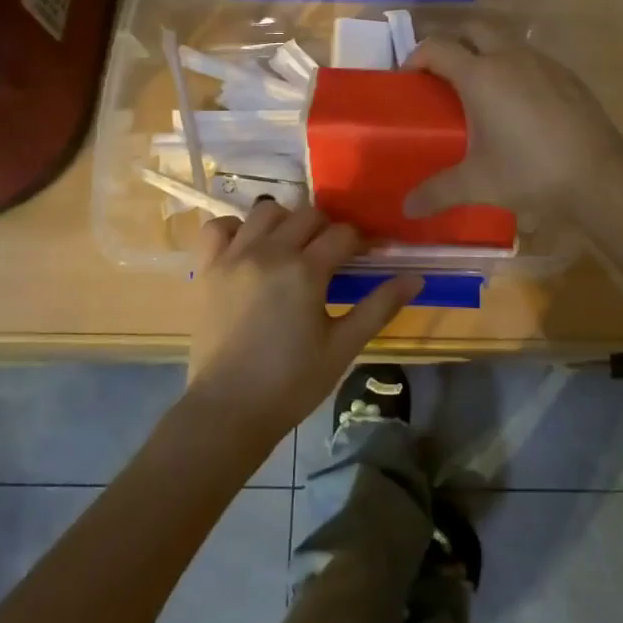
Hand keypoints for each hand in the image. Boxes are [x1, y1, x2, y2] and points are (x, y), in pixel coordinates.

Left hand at [185, 201, 422, 441]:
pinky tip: (248, 246)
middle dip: (326, 228)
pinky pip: (218, 227)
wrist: (228, 411)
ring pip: (265, 211)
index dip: (360, 242)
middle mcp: (269, 252)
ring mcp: (233, 257)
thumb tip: (415, 278)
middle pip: (307, 215)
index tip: (366, 256)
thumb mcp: (343, 347)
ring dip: (285, 221)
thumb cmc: (292, 383)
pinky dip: (236, 229)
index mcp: (305, 270)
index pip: (343, 234)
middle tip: (331, 256)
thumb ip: (379, 307)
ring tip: (291, 247)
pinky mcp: (206, 269)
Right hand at [403, 26, 622, 217]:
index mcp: (480, 75)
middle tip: (443, 77)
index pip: (436, 47)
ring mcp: (542, 62)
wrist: (598, 175)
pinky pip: (530, 60)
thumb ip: (437, 192)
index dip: (416, 57)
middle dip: (453, 44)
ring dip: (486, 54)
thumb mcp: (477, 184)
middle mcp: (509, 57)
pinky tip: (520, 105)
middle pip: (472, 30)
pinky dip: (515, 69)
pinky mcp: (566, 74)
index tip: (409, 79)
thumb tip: (407, 208)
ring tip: (481, 92)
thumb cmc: (530, 172)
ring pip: (504, 42)